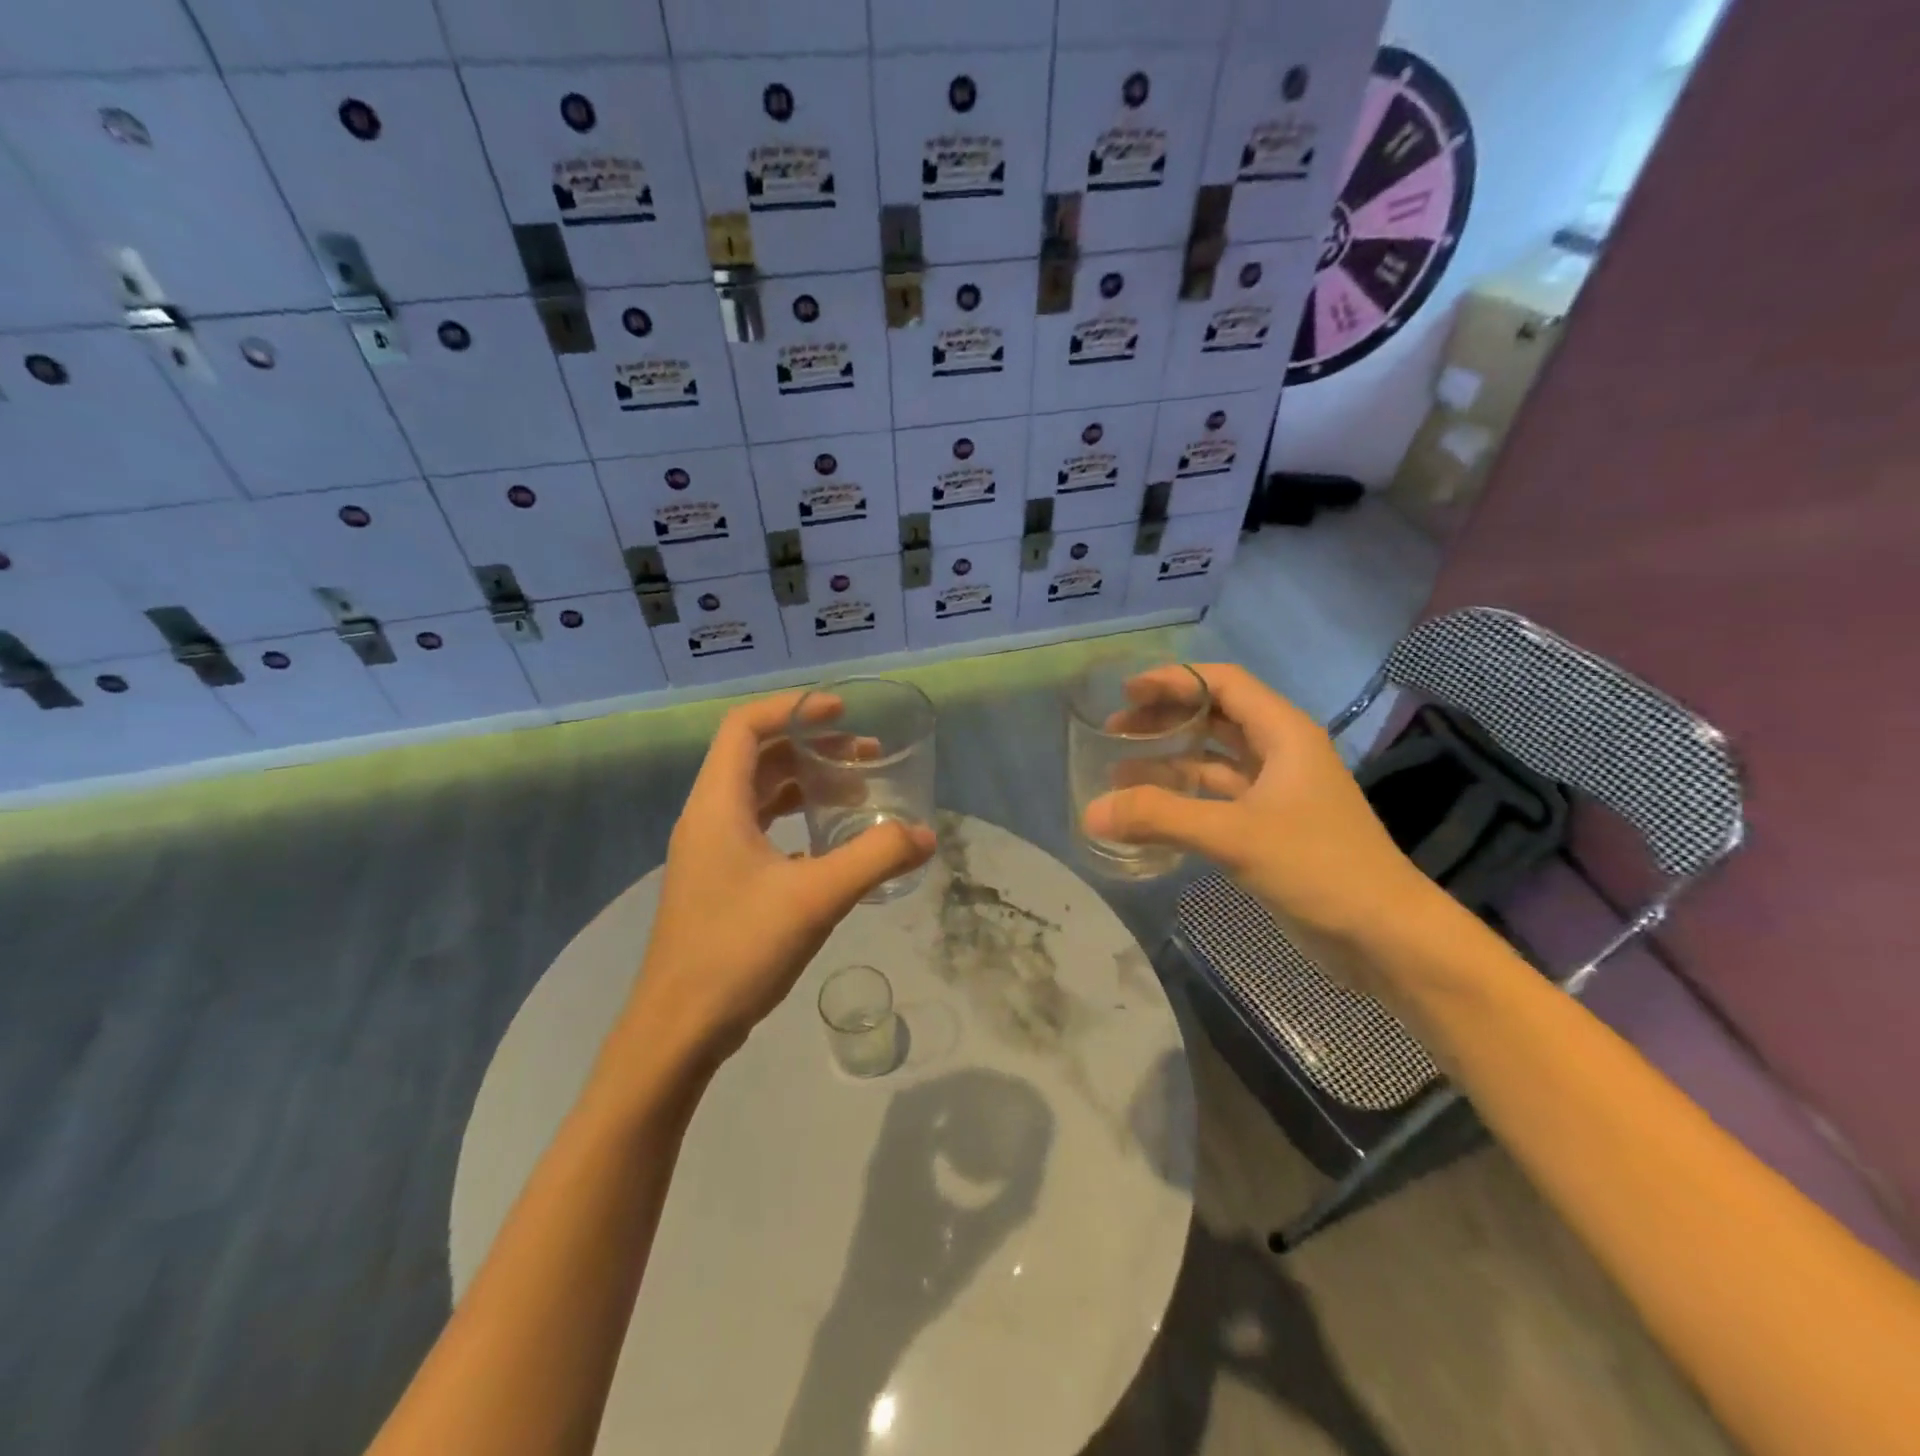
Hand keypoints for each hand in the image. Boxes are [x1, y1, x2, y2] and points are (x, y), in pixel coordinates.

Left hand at [623, 691, 935, 1068]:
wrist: (678, 1030)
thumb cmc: (738, 950)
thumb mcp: (816, 898)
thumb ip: (875, 858)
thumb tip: (925, 835)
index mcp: (717, 805)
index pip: (746, 727)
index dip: (792, 708)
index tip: (841, 710)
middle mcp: (708, 819)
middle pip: (757, 758)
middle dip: (811, 748)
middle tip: (864, 756)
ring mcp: (710, 854)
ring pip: (759, 797)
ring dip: (805, 786)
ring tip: (855, 796)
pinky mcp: (719, 884)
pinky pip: (759, 832)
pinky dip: (795, 823)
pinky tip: (830, 847)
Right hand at [1083, 664, 1435, 993]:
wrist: (1384, 936)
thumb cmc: (1319, 867)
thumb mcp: (1234, 836)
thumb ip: (1161, 818)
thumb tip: (1091, 813)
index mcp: (1284, 733)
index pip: (1223, 683)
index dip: (1174, 681)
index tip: (1126, 692)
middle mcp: (1280, 753)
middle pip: (1215, 717)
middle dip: (1165, 719)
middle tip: (1115, 731)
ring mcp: (1276, 792)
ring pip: (1214, 760)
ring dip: (1169, 760)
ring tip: (1118, 772)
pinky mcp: (1270, 827)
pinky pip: (1217, 798)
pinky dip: (1183, 798)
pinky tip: (1150, 812)